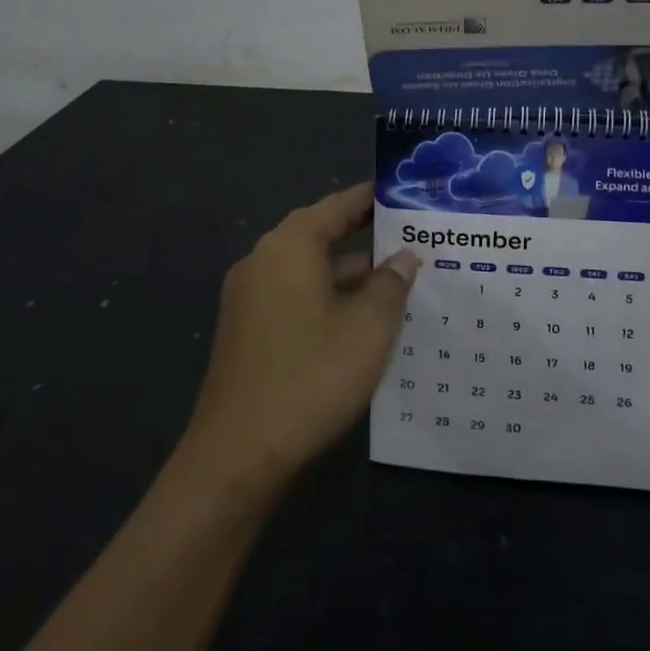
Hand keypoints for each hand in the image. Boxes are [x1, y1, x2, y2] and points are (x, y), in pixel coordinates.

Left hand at [182, 181, 418, 492]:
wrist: (237, 457)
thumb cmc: (310, 377)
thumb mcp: (368, 328)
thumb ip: (390, 284)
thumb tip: (403, 257)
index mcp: (289, 247)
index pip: (337, 206)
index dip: (372, 198)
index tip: (404, 193)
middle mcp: (263, 262)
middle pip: (321, 235)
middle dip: (366, 238)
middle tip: (412, 237)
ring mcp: (250, 299)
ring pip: (310, 272)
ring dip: (350, 275)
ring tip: (400, 281)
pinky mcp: (248, 332)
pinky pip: (296, 298)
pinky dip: (329, 300)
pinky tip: (363, 322)